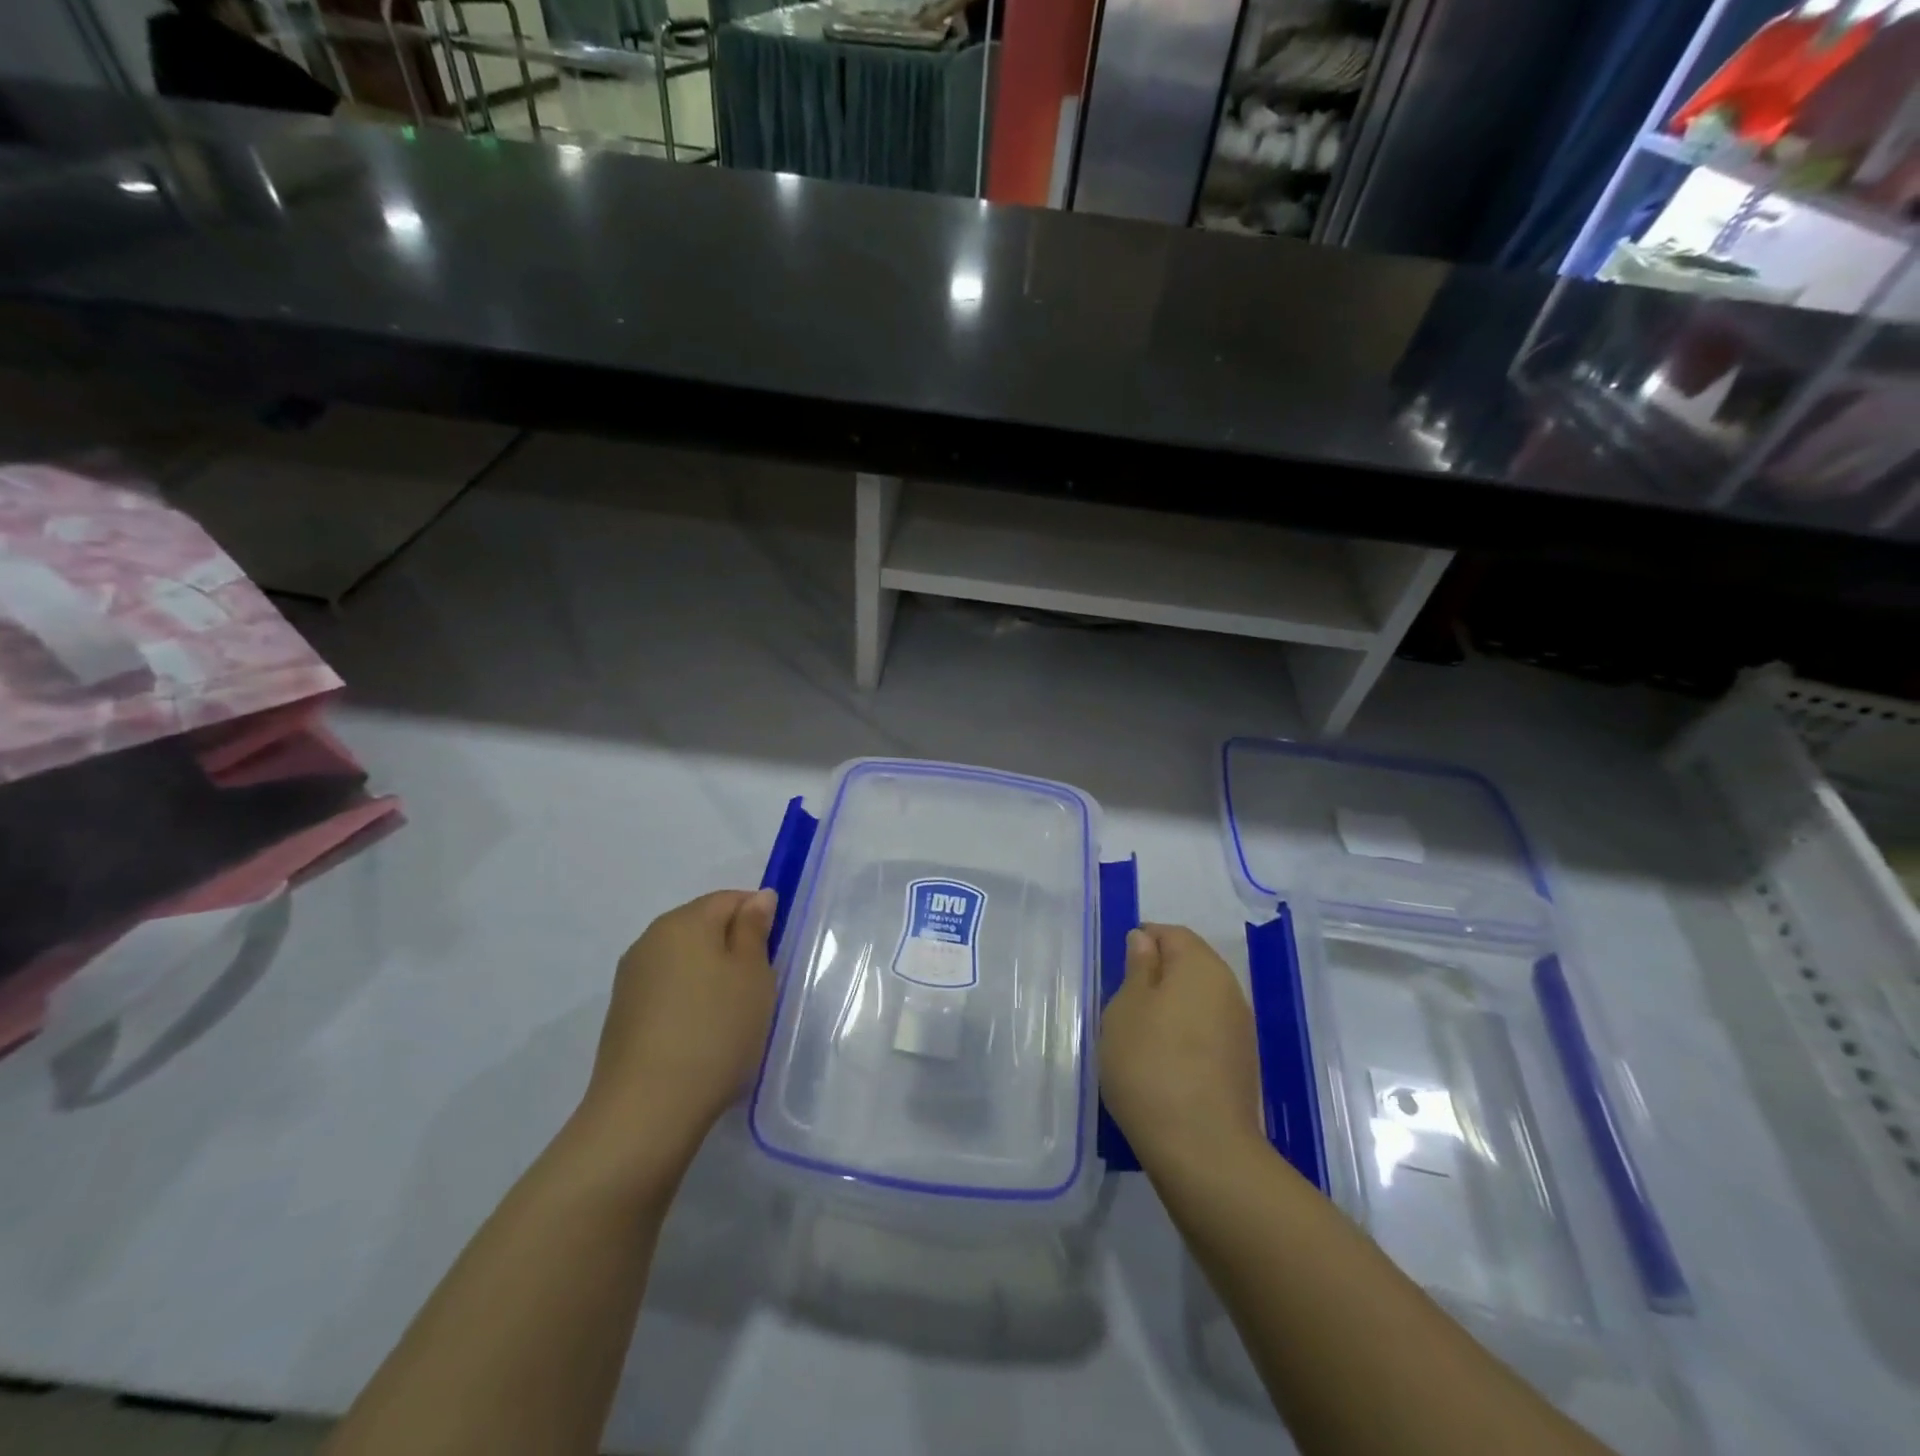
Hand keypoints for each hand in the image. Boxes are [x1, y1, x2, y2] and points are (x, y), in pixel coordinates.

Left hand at [575, 889, 778, 1171]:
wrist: (647, 1110)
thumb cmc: (715, 1030)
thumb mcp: (753, 974)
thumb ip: (754, 929)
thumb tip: (758, 898)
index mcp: (683, 921)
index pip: (729, 899)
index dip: (757, 917)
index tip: (774, 954)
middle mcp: (650, 939)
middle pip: (703, 926)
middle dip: (733, 947)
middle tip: (758, 987)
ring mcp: (631, 978)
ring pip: (684, 960)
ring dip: (711, 976)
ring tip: (732, 1016)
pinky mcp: (623, 1014)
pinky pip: (667, 990)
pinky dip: (689, 1001)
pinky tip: (702, 1035)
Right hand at [1099, 924, 1264, 1174]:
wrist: (1203, 1150)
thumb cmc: (1151, 1064)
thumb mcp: (1126, 1008)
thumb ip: (1138, 968)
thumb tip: (1146, 941)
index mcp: (1201, 966)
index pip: (1173, 933)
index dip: (1143, 941)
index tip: (1118, 966)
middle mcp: (1229, 990)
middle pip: (1190, 965)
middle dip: (1157, 975)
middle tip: (1123, 1002)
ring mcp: (1240, 1030)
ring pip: (1199, 1001)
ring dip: (1171, 1007)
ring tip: (1139, 1035)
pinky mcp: (1241, 1065)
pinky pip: (1207, 1032)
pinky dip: (1185, 1035)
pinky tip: (1163, 1062)